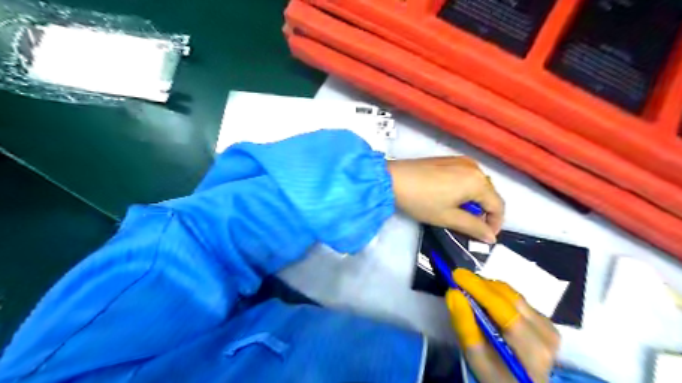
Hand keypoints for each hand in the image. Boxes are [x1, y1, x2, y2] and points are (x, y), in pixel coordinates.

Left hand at [385, 156, 502, 241]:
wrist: (392, 179)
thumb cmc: (422, 201)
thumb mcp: (448, 217)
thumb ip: (473, 227)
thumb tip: (491, 237)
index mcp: (478, 181)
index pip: (498, 205)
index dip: (495, 224)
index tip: (485, 237)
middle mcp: (474, 166)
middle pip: (489, 193)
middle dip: (484, 212)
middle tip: (470, 227)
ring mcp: (461, 160)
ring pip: (478, 184)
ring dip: (474, 200)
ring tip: (459, 213)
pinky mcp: (448, 159)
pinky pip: (466, 176)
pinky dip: (465, 189)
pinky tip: (450, 198)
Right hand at [448, 270, 558, 382]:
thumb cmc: (497, 377)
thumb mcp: (477, 359)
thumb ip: (465, 326)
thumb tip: (454, 293)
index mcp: (532, 347)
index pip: (502, 308)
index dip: (478, 288)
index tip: (455, 274)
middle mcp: (545, 332)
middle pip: (508, 296)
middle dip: (481, 285)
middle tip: (458, 280)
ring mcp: (548, 325)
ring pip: (512, 294)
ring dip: (488, 288)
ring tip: (469, 290)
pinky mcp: (545, 321)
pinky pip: (517, 299)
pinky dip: (497, 295)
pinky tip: (485, 301)